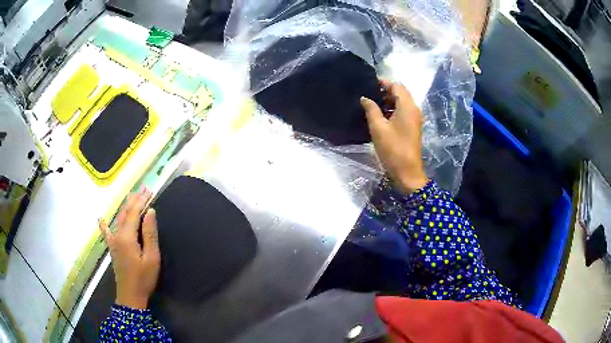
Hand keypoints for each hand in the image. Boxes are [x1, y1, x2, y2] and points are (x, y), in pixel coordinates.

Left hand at [99, 188, 159, 309]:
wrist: (130, 295)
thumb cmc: (143, 278)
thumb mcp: (152, 258)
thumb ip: (150, 234)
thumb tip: (150, 212)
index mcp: (127, 237)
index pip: (134, 213)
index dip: (141, 201)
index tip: (149, 190)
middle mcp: (117, 235)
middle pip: (125, 213)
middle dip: (134, 200)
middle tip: (144, 189)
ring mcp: (113, 241)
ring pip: (118, 219)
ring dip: (125, 207)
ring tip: (132, 197)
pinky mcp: (112, 248)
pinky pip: (107, 233)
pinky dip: (104, 225)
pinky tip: (101, 219)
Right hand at [361, 80, 428, 193]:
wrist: (407, 172)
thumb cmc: (392, 148)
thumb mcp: (378, 127)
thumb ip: (371, 109)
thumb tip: (365, 98)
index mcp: (407, 106)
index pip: (397, 86)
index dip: (384, 82)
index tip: (369, 83)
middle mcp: (414, 109)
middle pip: (401, 93)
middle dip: (386, 91)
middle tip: (369, 94)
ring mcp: (415, 119)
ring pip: (402, 102)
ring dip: (389, 100)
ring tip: (372, 104)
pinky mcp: (413, 127)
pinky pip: (404, 111)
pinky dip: (393, 109)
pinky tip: (381, 115)